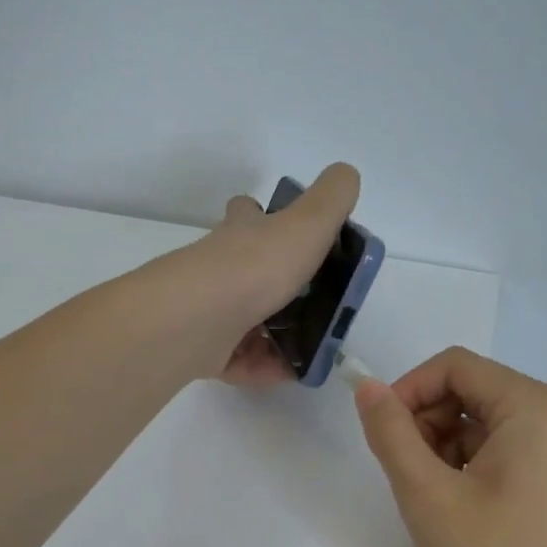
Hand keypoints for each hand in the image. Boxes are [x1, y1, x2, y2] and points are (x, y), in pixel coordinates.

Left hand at [190, 164, 360, 386]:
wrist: (200, 319)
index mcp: (242, 236)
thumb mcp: (307, 223)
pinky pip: (240, 361)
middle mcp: (220, 270)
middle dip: (275, 284)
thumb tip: (346, 173)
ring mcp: (210, 312)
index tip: (288, 230)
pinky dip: (265, 367)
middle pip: (244, 271)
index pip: (247, 215)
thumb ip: (331, 198)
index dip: (262, 216)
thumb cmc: (256, 267)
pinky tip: (291, 373)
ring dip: (276, 333)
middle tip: (313, 301)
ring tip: (313, 345)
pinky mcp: (206, 352)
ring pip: (244, 321)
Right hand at [354, 348, 546, 546]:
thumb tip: (367, 386)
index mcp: (535, 405)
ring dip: (442, 452)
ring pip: (480, 425)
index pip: (454, 366)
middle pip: (469, 392)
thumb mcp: (428, 496)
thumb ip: (391, 433)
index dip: (408, 392)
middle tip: (408, 480)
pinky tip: (459, 515)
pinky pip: (500, 453)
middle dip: (426, 425)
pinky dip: (467, 470)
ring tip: (434, 505)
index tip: (382, 438)